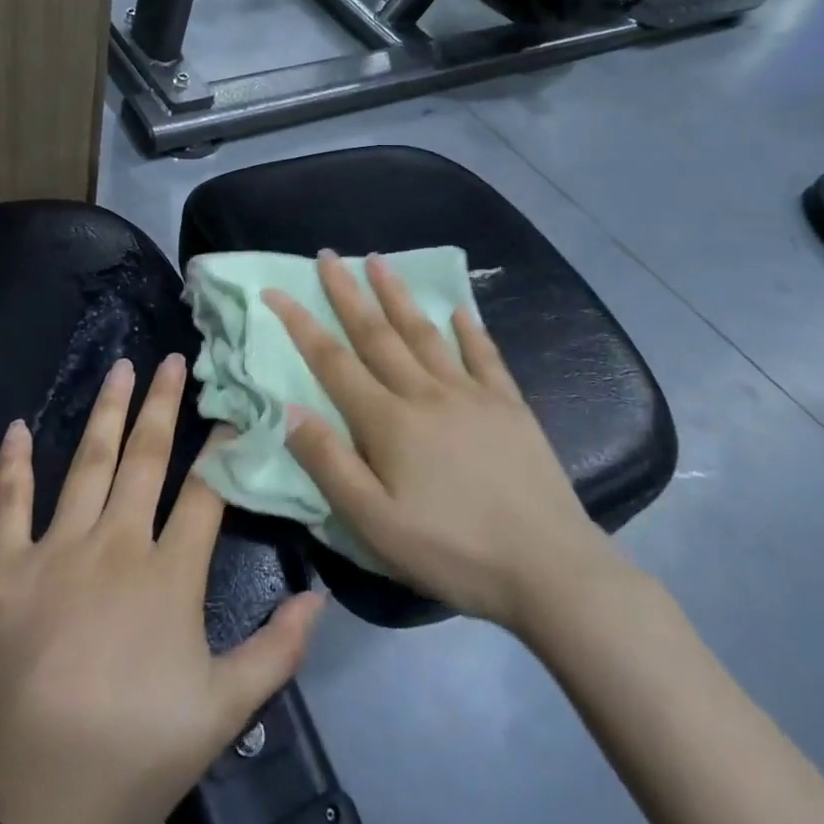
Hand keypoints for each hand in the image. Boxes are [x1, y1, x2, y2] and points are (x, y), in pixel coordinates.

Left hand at [0, 355, 323, 823]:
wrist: (18, 806)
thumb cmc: (127, 757)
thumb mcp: (219, 716)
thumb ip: (274, 652)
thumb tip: (319, 597)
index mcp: (169, 574)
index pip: (207, 493)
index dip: (223, 448)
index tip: (234, 408)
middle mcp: (116, 543)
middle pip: (146, 458)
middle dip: (162, 405)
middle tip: (172, 359)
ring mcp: (56, 549)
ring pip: (87, 463)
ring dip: (105, 412)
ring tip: (120, 368)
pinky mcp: (4, 568)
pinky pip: (9, 502)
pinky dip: (13, 462)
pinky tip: (18, 426)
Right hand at [264, 253, 617, 634]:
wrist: (548, 567)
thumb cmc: (452, 551)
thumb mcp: (375, 524)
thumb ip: (329, 464)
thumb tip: (288, 409)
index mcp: (389, 422)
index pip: (333, 361)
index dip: (300, 324)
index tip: (276, 291)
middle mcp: (425, 393)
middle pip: (377, 334)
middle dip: (348, 293)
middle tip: (328, 256)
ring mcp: (471, 394)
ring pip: (425, 333)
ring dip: (398, 296)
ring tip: (379, 261)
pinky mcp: (509, 405)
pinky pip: (484, 356)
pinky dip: (469, 330)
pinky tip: (459, 311)